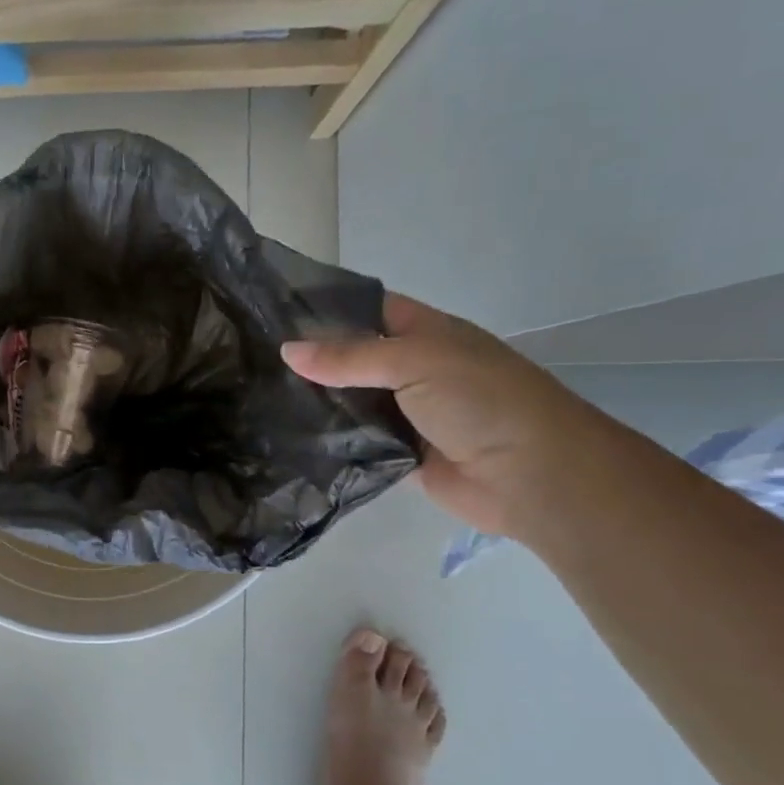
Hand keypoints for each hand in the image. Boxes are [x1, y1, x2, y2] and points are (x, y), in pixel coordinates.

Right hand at [282, 294, 619, 536]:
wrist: (531, 476)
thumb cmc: (482, 401)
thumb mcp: (416, 361)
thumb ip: (350, 357)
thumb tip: (286, 350)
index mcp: (426, 334)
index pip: (368, 310)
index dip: (326, 308)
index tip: (272, 313)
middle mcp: (413, 370)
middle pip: (353, 359)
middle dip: (311, 360)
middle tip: (253, 359)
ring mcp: (405, 415)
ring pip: (350, 403)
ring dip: (315, 404)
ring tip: (256, 398)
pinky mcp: (397, 455)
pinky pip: (355, 444)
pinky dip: (329, 442)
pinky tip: (286, 439)